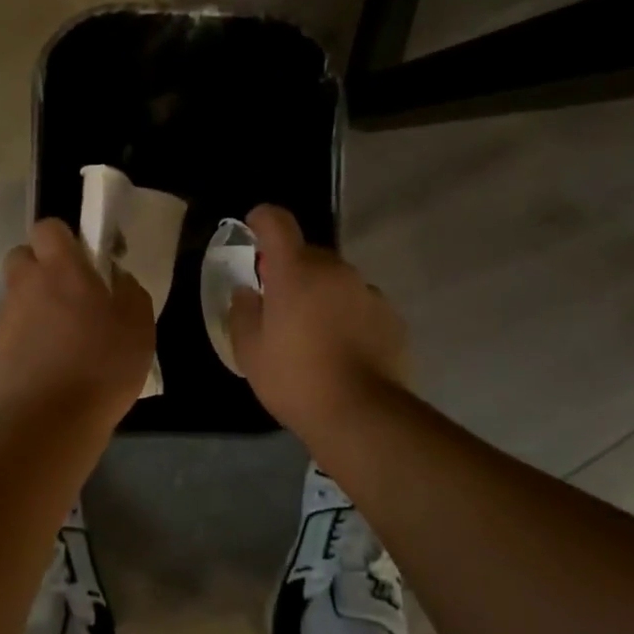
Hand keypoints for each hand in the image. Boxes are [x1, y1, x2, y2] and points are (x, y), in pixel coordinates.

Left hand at [0, 217, 155, 427]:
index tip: (81, 260)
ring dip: (34, 311)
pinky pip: (8, 338)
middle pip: (21, 258)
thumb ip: (129, 290)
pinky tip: (45, 374)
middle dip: (40, 269)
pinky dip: (23, 347)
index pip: (47, 227)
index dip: (62, 238)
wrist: (48, 423)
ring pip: (15, 300)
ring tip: (61, 346)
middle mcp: (24, 286)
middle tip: (68, 298)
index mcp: (60, 270)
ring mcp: (2, 321)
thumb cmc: (102, 366)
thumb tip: (116, 277)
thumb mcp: (139, 325)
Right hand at [229, 204, 407, 433]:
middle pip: (308, 253)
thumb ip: (243, 312)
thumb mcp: (250, 351)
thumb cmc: (294, 378)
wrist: (361, 414)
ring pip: (336, 280)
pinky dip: (348, 315)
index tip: (253, 230)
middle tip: (280, 305)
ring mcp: (367, 291)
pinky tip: (343, 349)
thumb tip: (247, 291)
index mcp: (295, 270)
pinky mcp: (391, 316)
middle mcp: (335, 270)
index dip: (262, 219)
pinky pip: (360, 304)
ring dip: (322, 293)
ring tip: (315, 334)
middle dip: (292, 270)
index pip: (277, 222)